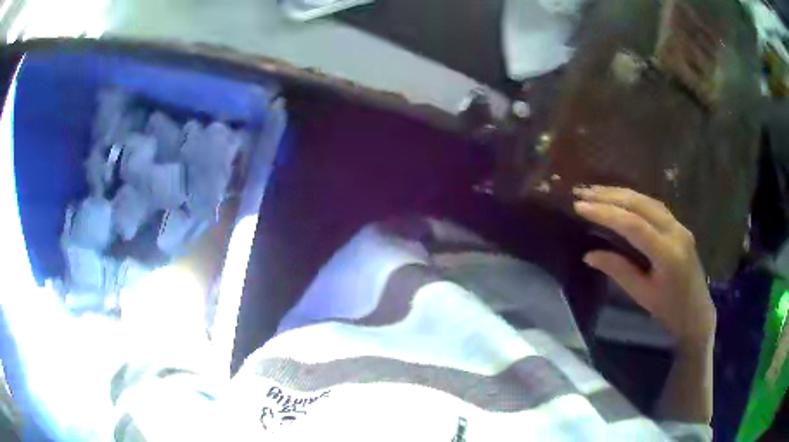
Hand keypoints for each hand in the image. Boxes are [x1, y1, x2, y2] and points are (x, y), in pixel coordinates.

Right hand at [573, 186, 715, 348]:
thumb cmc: (670, 311)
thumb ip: (618, 271)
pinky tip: (620, 198)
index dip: (606, 213)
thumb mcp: (642, 295)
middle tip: (582, 192)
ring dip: (620, 193)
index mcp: (667, 254)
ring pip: (647, 200)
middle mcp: (675, 232)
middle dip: (610, 195)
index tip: (580, 207)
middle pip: (640, 204)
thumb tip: (588, 255)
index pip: (633, 225)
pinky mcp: (678, 225)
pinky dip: (634, 199)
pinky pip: (654, 205)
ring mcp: (679, 225)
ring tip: (595, 191)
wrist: (697, 313)